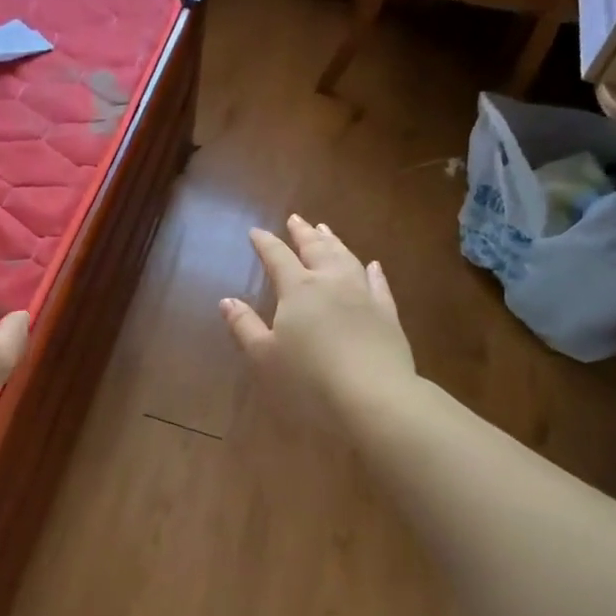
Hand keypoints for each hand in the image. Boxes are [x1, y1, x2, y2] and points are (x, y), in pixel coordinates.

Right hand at [221, 215, 416, 422]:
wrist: (373, 396)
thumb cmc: (309, 379)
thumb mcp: (264, 356)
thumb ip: (244, 326)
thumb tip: (227, 300)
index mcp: (298, 289)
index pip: (277, 257)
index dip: (265, 243)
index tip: (256, 232)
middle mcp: (332, 282)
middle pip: (316, 249)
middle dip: (303, 233)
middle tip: (295, 219)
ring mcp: (364, 295)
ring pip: (347, 258)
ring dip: (334, 242)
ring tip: (326, 230)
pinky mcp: (388, 314)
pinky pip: (379, 284)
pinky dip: (373, 271)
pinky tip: (373, 265)